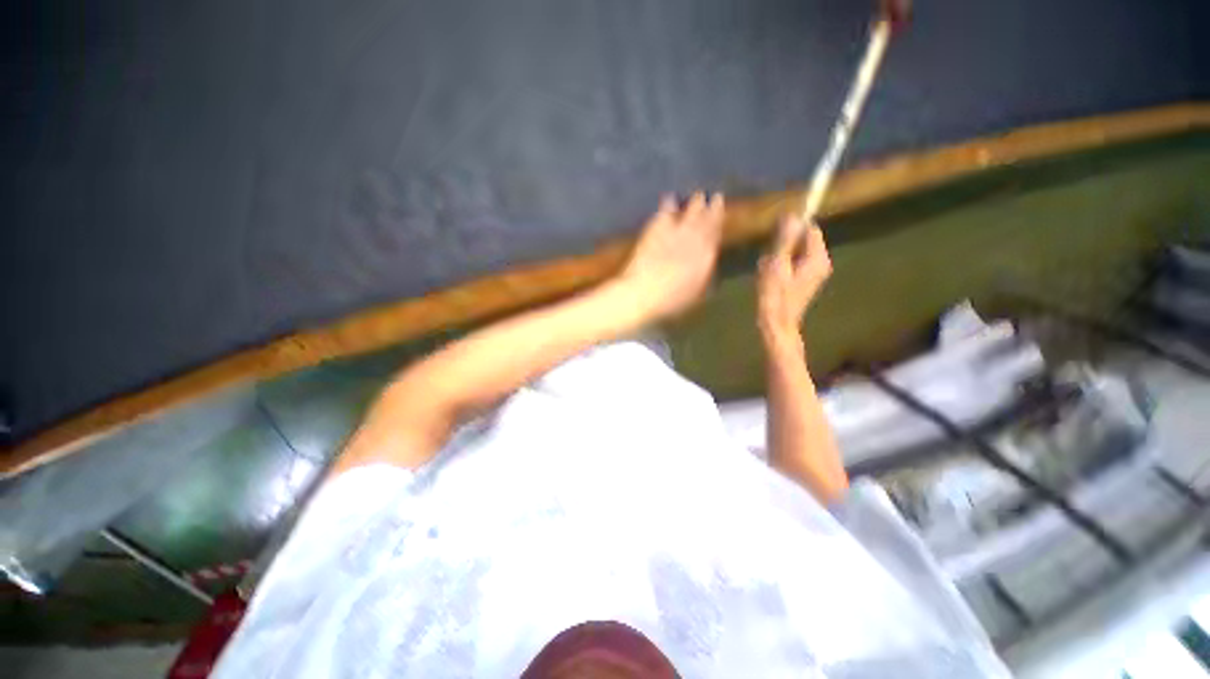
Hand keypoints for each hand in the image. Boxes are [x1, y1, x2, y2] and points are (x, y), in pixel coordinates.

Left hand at [617, 192, 723, 321]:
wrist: (643, 293)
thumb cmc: (670, 301)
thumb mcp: (695, 294)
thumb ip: (704, 276)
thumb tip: (709, 263)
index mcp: (705, 258)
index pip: (715, 235)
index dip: (719, 222)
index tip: (723, 213)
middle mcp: (693, 242)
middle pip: (704, 222)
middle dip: (710, 209)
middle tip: (715, 196)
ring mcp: (674, 235)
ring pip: (688, 215)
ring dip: (694, 205)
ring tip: (698, 195)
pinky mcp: (655, 233)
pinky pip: (664, 215)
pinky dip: (667, 206)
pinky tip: (669, 199)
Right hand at [758, 214, 831, 345]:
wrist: (777, 324)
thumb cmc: (776, 296)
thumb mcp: (777, 265)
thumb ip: (786, 241)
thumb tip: (793, 216)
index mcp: (818, 258)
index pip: (810, 229)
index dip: (792, 229)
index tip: (774, 238)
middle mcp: (821, 262)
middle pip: (802, 241)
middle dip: (782, 247)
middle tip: (767, 261)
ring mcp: (814, 272)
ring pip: (795, 252)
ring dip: (778, 257)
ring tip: (766, 272)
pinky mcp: (805, 280)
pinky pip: (792, 263)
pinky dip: (780, 267)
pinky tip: (769, 278)